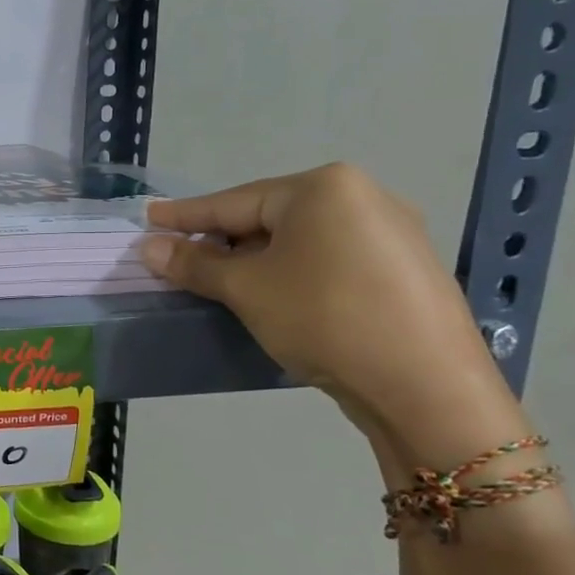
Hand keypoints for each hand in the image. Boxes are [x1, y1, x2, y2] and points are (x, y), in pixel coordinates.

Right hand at [140, 163, 525, 467]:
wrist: (426, 386)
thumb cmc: (324, 318)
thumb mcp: (247, 289)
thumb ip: (195, 264)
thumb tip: (149, 247)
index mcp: (323, 188)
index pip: (234, 201)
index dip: (185, 215)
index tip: (149, 217)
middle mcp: (363, 196)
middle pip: (270, 217)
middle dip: (223, 240)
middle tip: (182, 258)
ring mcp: (392, 233)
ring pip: (301, 240)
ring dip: (257, 259)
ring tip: (223, 280)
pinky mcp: (405, 270)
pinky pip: (331, 258)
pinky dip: (294, 272)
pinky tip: (277, 294)